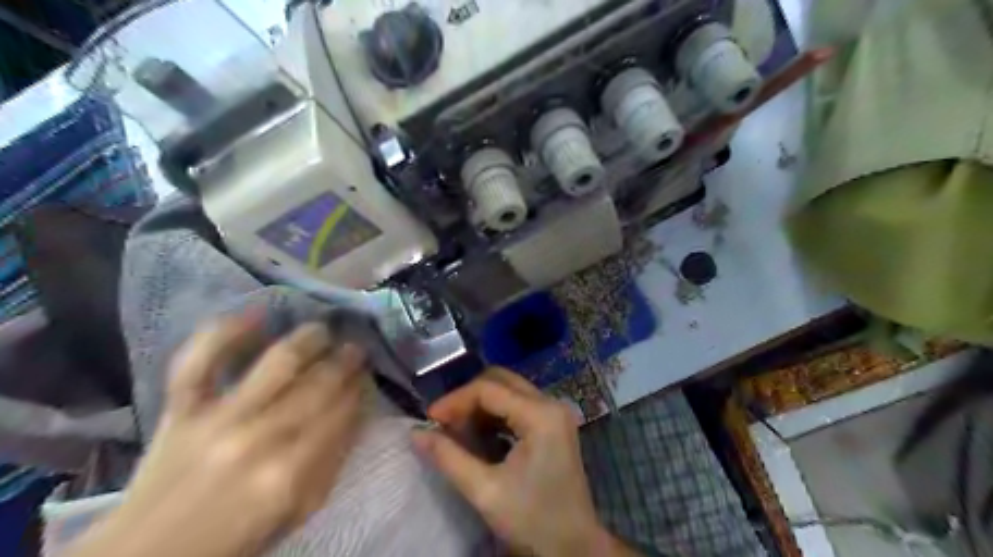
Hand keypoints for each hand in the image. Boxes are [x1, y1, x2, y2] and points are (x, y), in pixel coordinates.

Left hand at [69, 317, 367, 555]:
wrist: (150, 555)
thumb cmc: (237, 534)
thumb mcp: (299, 509)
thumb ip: (332, 460)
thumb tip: (356, 411)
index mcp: (292, 472)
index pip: (343, 411)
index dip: (360, 387)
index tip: (368, 375)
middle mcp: (260, 437)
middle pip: (319, 384)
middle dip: (346, 360)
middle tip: (356, 348)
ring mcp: (217, 418)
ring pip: (277, 362)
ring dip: (309, 339)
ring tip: (323, 331)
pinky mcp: (180, 409)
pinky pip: (200, 361)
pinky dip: (224, 333)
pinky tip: (255, 315)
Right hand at [415, 370, 634, 555]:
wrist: (574, 547)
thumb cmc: (532, 520)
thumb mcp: (485, 491)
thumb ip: (449, 458)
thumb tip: (416, 433)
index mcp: (540, 415)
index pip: (488, 389)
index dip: (455, 400)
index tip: (430, 419)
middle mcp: (551, 403)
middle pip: (500, 381)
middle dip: (467, 398)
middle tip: (444, 423)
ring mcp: (555, 412)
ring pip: (508, 390)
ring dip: (480, 406)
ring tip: (456, 431)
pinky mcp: (553, 424)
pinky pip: (518, 405)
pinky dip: (494, 415)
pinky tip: (478, 436)